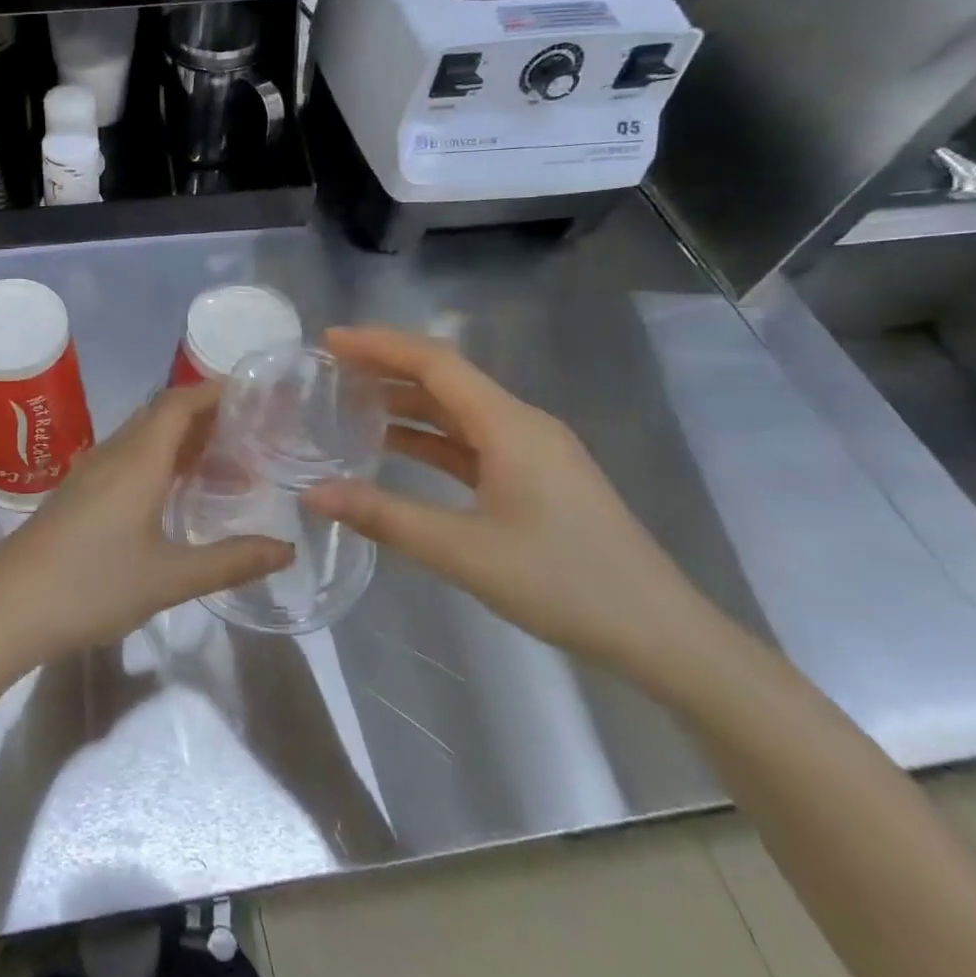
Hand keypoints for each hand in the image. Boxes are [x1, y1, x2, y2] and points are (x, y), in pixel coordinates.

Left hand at [0, 383, 292, 676]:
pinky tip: (174, 495)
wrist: (6, 609)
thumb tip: (286, 550)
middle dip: (206, 416)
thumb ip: (231, 561)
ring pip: (143, 439)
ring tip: (225, 464)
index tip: (254, 394)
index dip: (214, 391)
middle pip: (162, 415)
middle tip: (251, 433)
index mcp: (137, 459)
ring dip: (182, 441)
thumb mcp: (169, 578)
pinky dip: (159, 462)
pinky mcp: (77, 494)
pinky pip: (127, 460)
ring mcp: (90, 473)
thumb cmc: (91, 585)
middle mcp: (113, 454)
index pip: (179, 402)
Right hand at [302, 326, 717, 681]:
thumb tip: (314, 494)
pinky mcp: (536, 478)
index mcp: (510, 425)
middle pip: (446, 379)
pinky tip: (396, 449)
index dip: (380, 345)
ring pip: (458, 411)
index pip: (435, 363)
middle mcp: (522, 424)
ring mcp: (533, 451)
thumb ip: (384, 517)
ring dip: (406, 403)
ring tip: (350, 403)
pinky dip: (429, 438)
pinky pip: (471, 442)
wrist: (661, 635)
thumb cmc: (564, 583)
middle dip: (387, 368)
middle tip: (331, 369)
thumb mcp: (463, 552)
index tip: (330, 341)